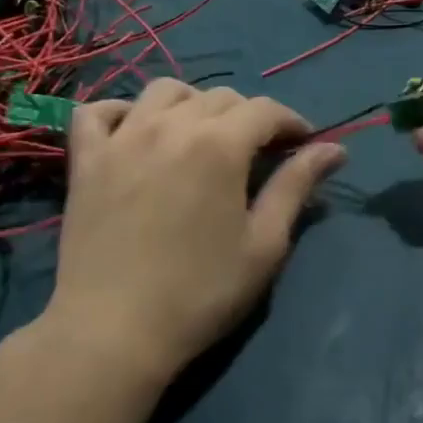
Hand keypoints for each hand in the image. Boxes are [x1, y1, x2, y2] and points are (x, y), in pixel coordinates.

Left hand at [45, 80, 345, 383]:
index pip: (266, 109)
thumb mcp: (264, 244)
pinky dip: (120, 112)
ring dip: (192, 104)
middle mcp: (171, 125)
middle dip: (248, 116)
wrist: (113, 331)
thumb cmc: (201, 293)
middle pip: (219, 96)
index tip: (303, 144)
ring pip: (164, 91)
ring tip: (201, 136)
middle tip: (257, 152)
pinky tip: (134, 131)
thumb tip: (335, 149)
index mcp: (220, 144)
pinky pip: (98, 112)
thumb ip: (297, 186)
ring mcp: (122, 138)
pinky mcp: (86, 159)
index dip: (292, 122)